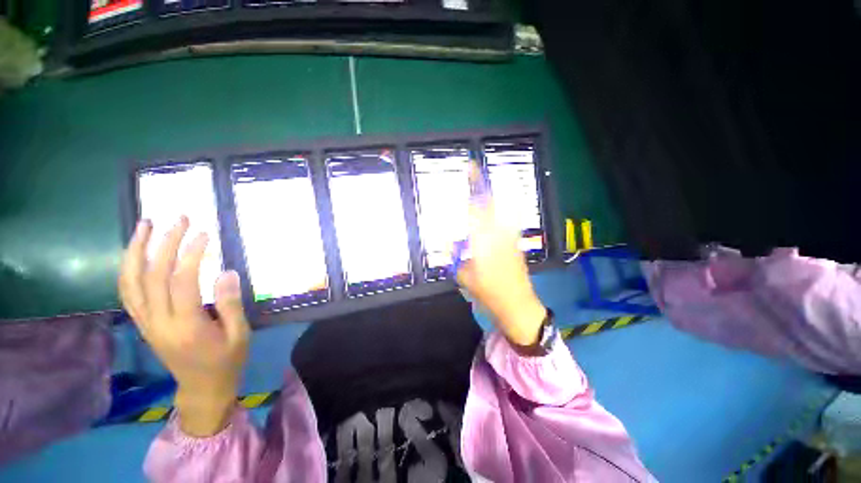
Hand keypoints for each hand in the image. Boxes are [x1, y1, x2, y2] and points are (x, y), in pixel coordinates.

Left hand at [119, 217, 249, 436]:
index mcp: (186, 326)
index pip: (182, 282)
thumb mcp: (239, 334)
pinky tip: (136, 252)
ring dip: (135, 250)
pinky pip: (128, 292)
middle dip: (164, 243)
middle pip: (152, 276)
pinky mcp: (143, 323)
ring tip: (145, 225)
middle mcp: (158, 322)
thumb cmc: (226, 360)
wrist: (202, 387)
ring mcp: (146, 322)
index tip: (204, 234)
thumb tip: (225, 272)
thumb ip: (230, 304)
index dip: (191, 254)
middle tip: (179, 219)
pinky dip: (128, 268)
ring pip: (131, 282)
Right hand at [456, 164, 546, 347]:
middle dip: (481, 185)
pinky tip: (495, 207)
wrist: (517, 304)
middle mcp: (497, 234)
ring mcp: (509, 237)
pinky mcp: (515, 242)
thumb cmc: (489, 293)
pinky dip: (501, 209)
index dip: (468, 193)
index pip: (474, 212)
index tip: (464, 178)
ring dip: (491, 194)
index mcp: (483, 242)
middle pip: (489, 204)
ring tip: (482, 183)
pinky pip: (506, 220)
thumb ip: (457, 259)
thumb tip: (452, 245)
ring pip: (500, 209)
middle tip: (473, 170)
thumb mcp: (464, 277)